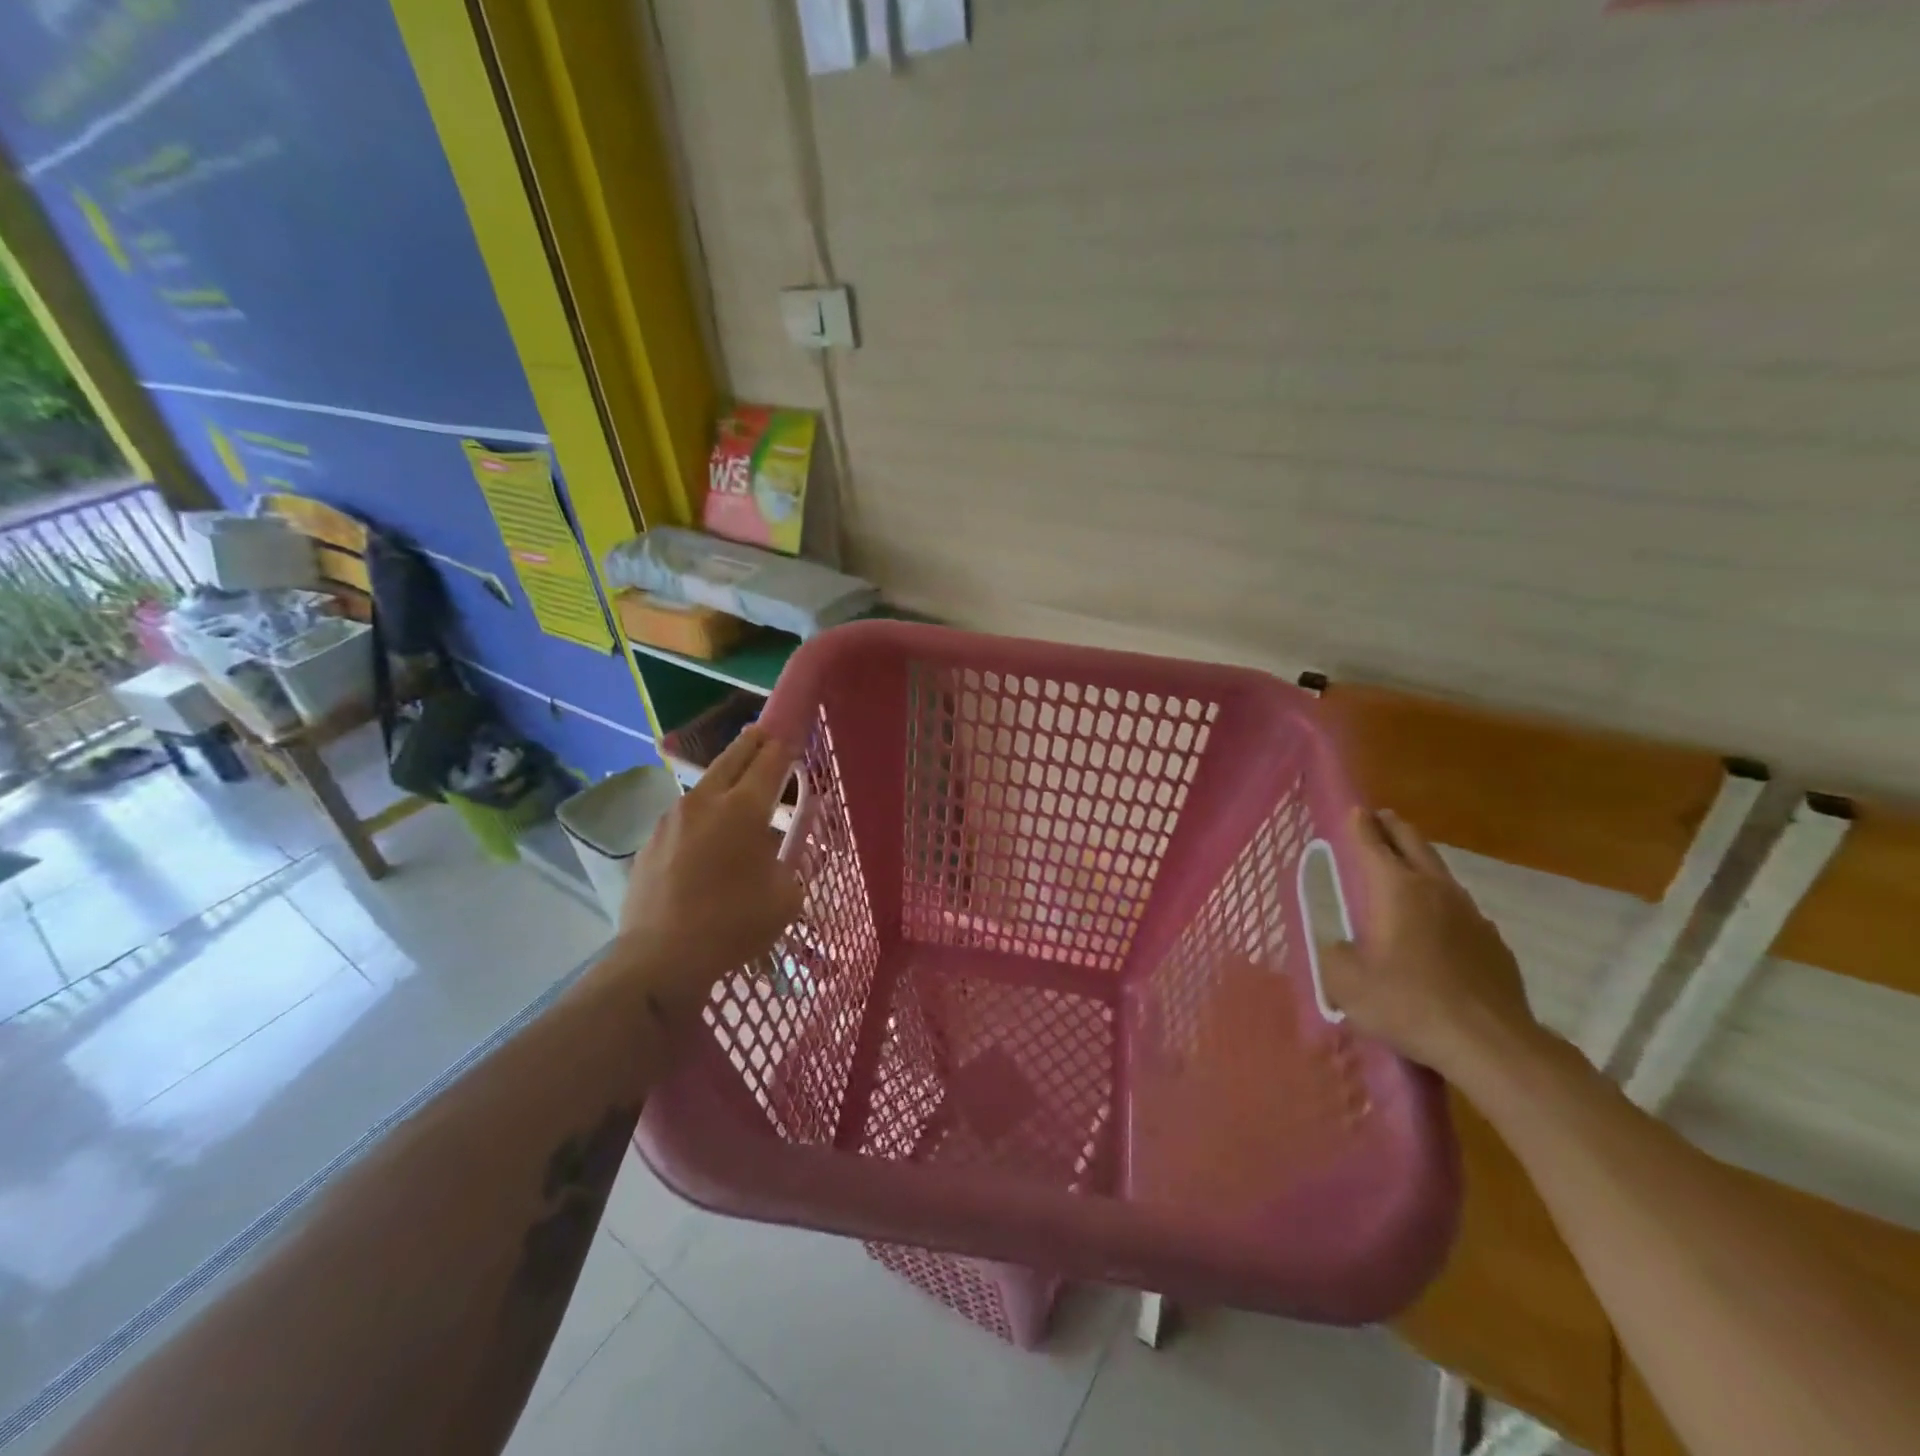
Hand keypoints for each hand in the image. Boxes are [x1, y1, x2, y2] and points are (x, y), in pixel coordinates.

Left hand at [616, 728, 803, 1020]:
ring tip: (738, 791)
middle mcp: (705, 801)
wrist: (661, 958)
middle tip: (765, 734)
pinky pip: (684, 816)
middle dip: (753, 743)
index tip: (792, 732)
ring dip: (725, 780)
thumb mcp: (785, 896)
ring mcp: (672, 819)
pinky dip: (702, 815)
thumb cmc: (734, 924)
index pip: (770, 761)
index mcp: (743, 808)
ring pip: (705, 786)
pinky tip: (706, 838)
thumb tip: (781, 845)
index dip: (785, 743)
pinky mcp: (650, 841)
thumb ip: (791, 862)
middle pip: (733, 757)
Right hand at [1319, 808, 1542, 1080]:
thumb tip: (1338, 947)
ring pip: (1441, 873)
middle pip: (1414, 844)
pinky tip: (1439, 923)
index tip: (1355, 810)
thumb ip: (1333, 955)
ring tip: (1407, 864)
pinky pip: (1462, 909)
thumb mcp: (1346, 983)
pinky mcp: (1494, 943)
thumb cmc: (1408, 1003)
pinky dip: (1444, 903)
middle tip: (1380, 818)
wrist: (1490, 1044)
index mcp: (1395, 889)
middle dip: (1394, 828)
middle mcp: (1435, 890)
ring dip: (1421, 861)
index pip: (1372, 843)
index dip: (1360, 825)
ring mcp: (1471, 914)